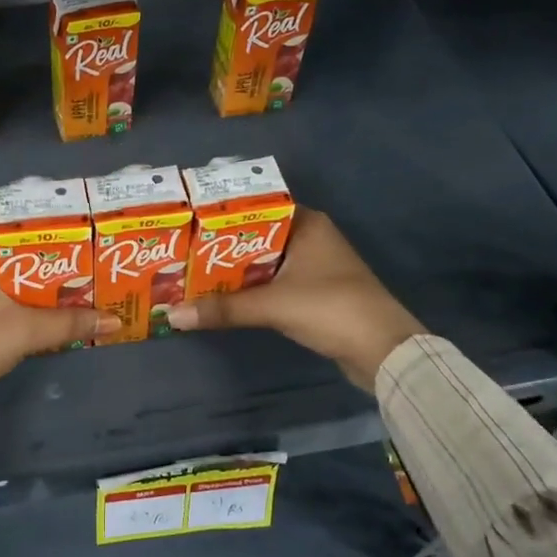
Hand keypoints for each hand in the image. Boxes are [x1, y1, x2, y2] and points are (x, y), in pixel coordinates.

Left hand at [0, 204, 119, 413]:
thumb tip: (114, 319)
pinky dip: (13, 291)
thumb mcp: (26, 330)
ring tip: (63, 267)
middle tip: (70, 238)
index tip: (53, 207)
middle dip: (32, 240)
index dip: (20, 204)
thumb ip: (70, 322)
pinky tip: (39, 300)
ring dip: (25, 269)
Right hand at [166, 208, 422, 388]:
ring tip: (192, 272)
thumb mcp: (272, 305)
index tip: (188, 221)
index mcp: (306, 223)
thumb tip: (172, 315)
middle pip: (256, 235)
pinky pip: (273, 282)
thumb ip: (223, 308)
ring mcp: (314, 265)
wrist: (384, 350)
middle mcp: (311, 237)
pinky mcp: (314, 292)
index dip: (222, 214)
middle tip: (181, 250)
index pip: (256, 206)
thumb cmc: (331, 309)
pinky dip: (250, 288)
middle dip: (221, 245)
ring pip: (264, 260)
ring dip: (234, 269)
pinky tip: (222, 296)